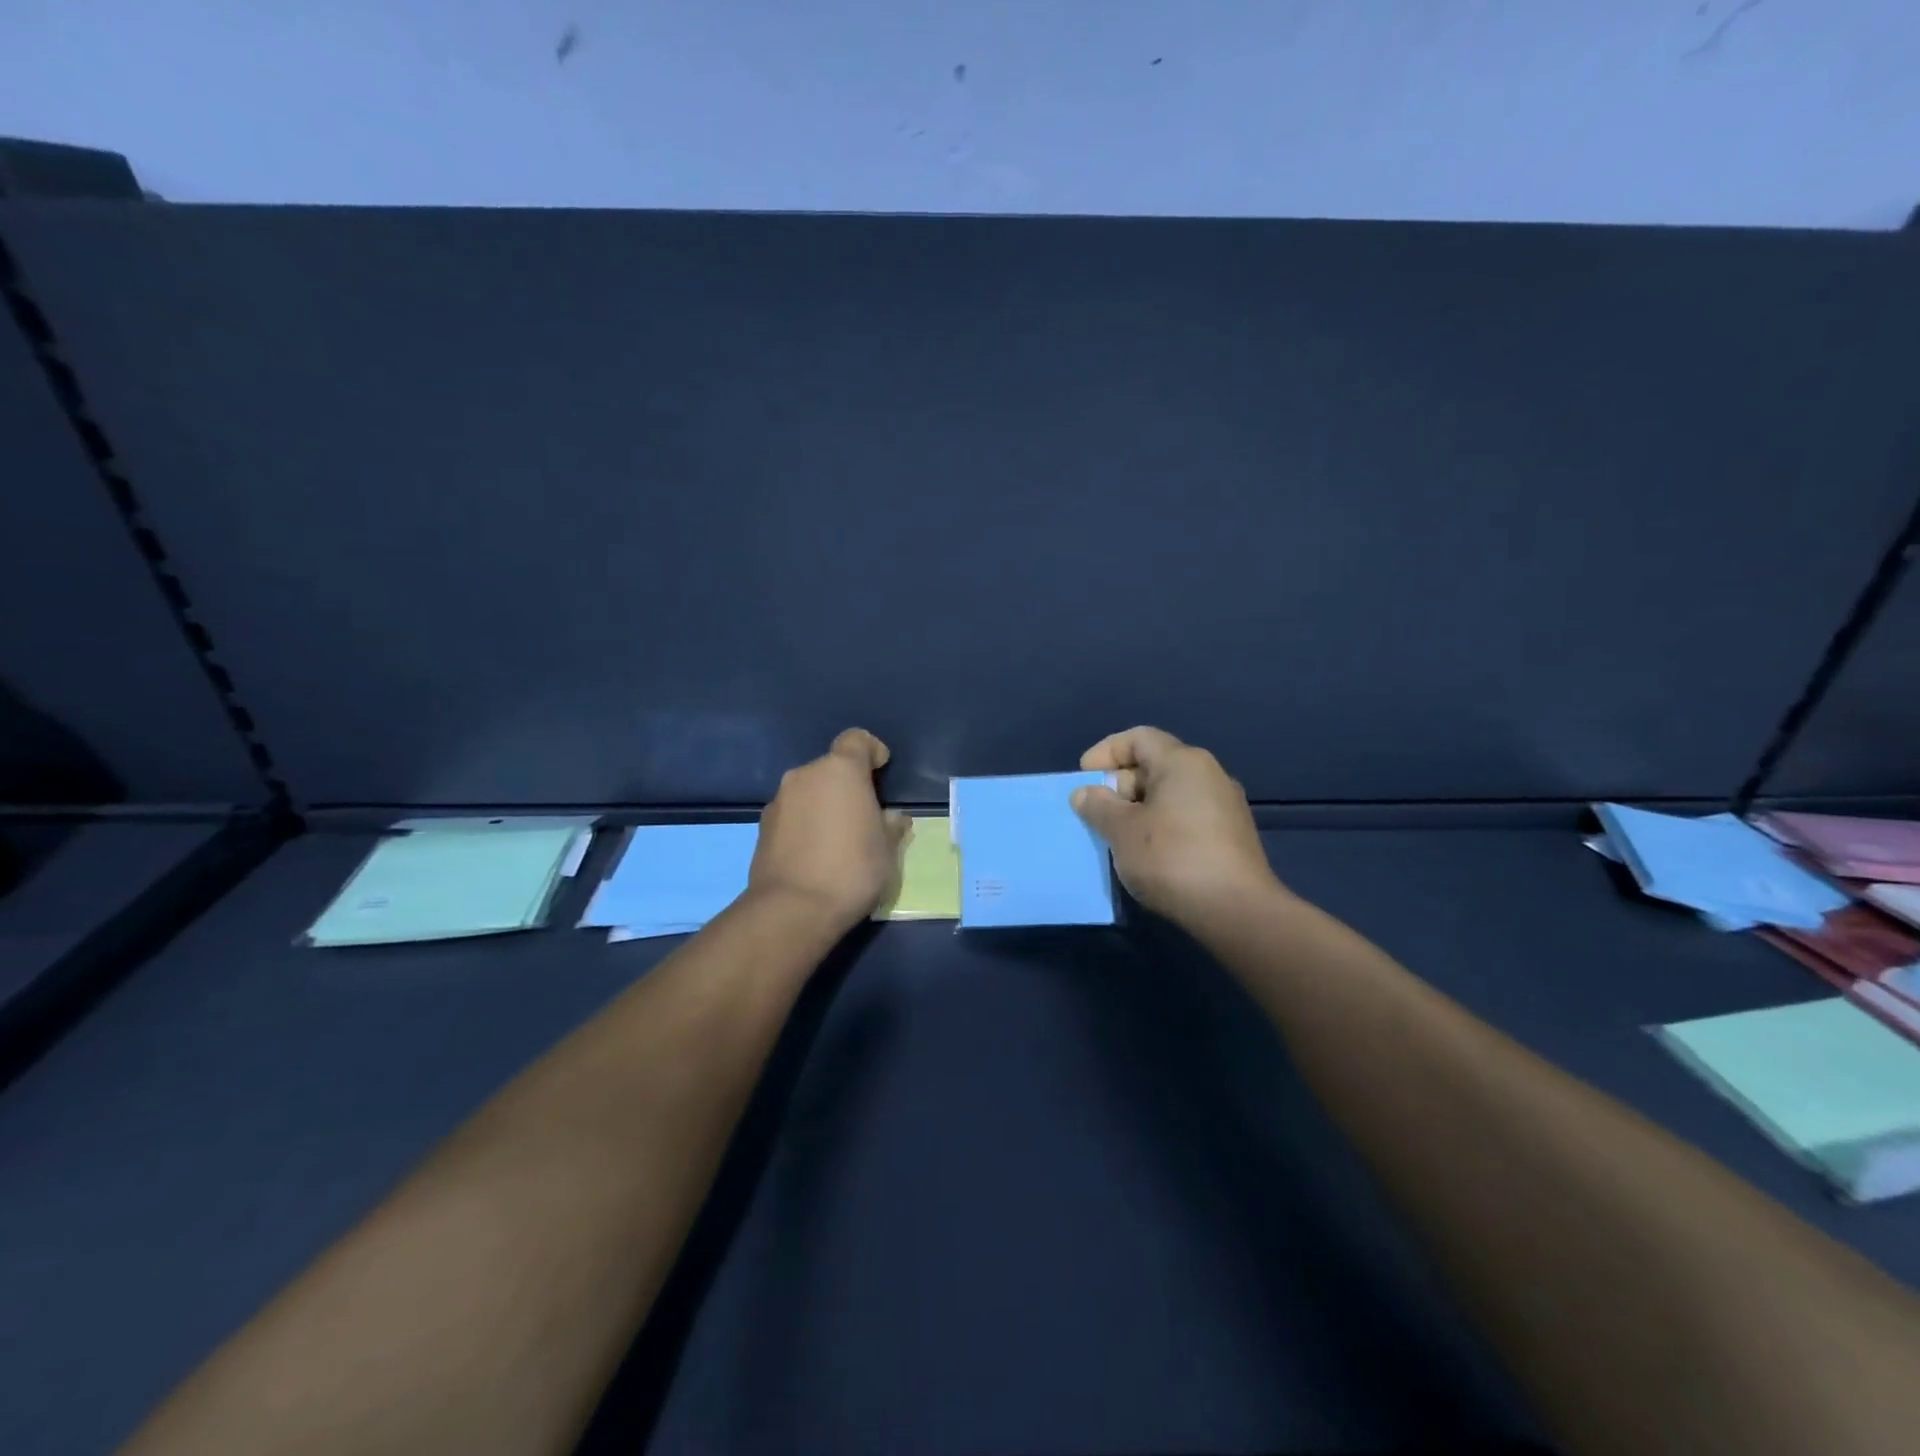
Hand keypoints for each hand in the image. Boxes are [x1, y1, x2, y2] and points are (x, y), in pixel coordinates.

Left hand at [750, 729, 909, 928]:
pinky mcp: (762, 826)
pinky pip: (792, 814)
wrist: (793, 909)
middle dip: (847, 785)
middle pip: (831, 768)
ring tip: (838, 839)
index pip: (856, 739)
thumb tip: (892, 818)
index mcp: (841, 770)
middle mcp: (805, 776)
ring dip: (824, 805)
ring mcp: (779, 800)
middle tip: (864, 815)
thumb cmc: (852, 870)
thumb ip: (891, 826)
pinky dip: (805, 824)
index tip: (882, 770)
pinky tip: (815, 854)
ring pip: (809, 791)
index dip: (871, 750)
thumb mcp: (887, 850)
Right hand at [1070, 726, 1280, 925]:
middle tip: (1096, 812)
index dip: (1106, 752)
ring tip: (1115, 835)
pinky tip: (1146, 853)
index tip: (1083, 777)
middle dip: (1119, 785)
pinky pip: (1186, 817)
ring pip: (1170, 794)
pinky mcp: (1231, 836)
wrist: (1236, 911)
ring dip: (1138, 809)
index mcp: (1183, 762)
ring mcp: (1225, 806)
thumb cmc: (1172, 858)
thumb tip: (1085, 793)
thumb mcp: (1122, 831)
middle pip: (1155, 765)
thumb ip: (1098, 806)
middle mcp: (1209, 775)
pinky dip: (1160, 826)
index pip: (1138, 738)